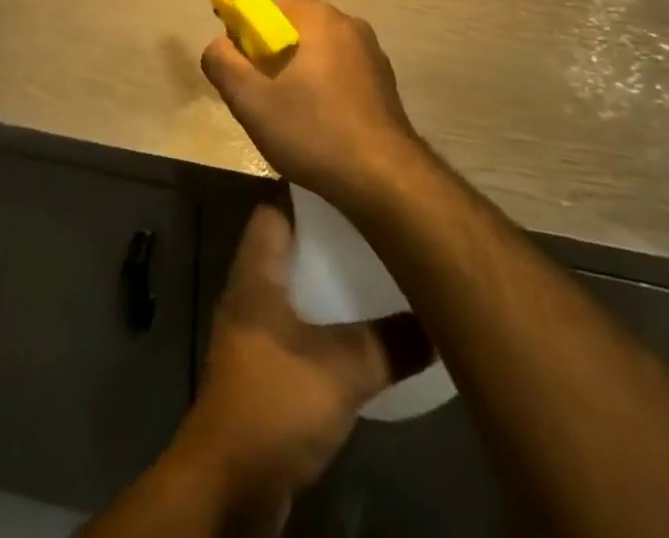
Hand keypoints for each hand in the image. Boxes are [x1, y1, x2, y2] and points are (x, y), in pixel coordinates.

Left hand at [178, 204, 418, 528]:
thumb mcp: (343, 369)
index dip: (308, 191)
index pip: (275, 208)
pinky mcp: (260, 368)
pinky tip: (357, 333)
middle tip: (373, 229)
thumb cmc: (275, 401)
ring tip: (373, 275)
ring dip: (326, 284)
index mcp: (256, 271)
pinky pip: (295, 326)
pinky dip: (322, 322)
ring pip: (293, 288)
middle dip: (326, 239)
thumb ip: (391, 342)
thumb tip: (439, 322)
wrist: (228, 485)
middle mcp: (248, 291)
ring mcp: (251, 330)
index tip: (349, 183)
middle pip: (288, 246)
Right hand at [201, 0, 423, 212]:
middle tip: (258, 98)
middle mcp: (347, 22)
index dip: (243, 36)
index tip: (238, 71)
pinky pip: (339, 71)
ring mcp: (371, 51)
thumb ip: (221, 61)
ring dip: (296, 74)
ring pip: (315, 52)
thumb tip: (218, 44)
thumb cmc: (311, 130)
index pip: (264, 7)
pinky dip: (322, 87)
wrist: (383, 178)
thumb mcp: (249, 99)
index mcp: (317, 16)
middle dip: (269, 57)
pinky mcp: (383, 79)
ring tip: (288, 117)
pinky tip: (319, 124)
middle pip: (290, 28)